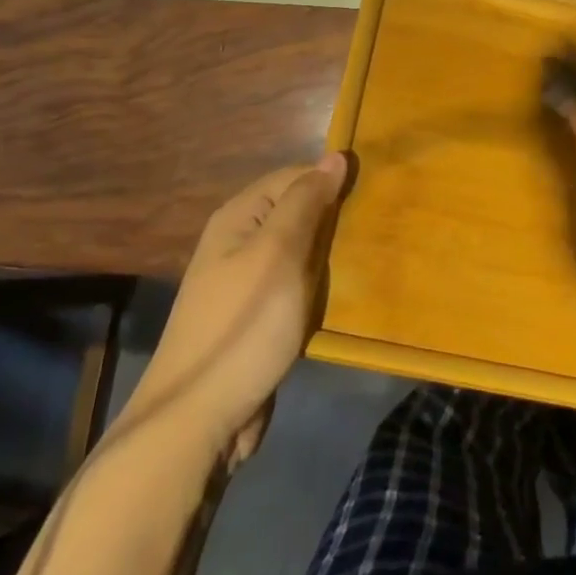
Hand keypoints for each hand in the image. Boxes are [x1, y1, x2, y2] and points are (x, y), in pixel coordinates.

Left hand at [136, 155, 347, 464]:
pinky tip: (342, 296)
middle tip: (378, 230)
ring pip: (299, 253)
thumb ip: (306, 202)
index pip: (294, 176)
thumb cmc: (243, 326)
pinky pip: (295, 288)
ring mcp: (245, 282)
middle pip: (296, 213)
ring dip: (329, 257)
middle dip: (333, 220)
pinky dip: (318, 288)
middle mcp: (238, 242)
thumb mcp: (279, 254)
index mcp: (239, 217)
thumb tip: (334, 156)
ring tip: (370, 259)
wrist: (197, 418)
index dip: (331, 182)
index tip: (373, 195)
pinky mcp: (255, 318)